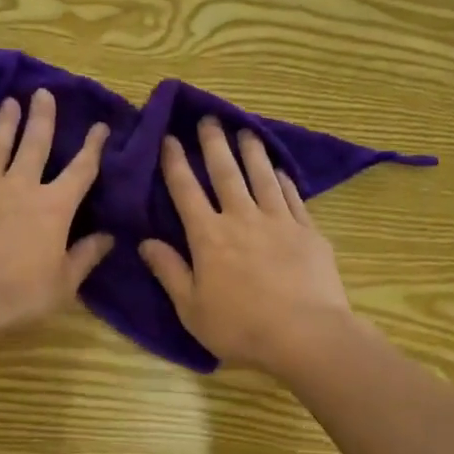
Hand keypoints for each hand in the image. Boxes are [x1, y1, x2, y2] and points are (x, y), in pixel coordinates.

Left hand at [0, 88, 112, 343]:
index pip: (80, 170)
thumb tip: (108, 236)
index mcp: (54, 208)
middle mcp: (21, 186)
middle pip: (35, 143)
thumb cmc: (15, 296)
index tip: (100, 126)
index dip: (93, 147)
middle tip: (43, 93)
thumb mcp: (61, 285)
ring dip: (5, 122)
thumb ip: (85, 257)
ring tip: (9, 102)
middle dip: (42, 117)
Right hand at [140, 117, 355, 374]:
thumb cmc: (240, 327)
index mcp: (208, 236)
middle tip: (209, 119)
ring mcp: (279, 221)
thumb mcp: (191, 309)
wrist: (305, 334)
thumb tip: (145, 242)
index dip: (175, 162)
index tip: (169, 138)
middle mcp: (241, 218)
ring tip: (245, 131)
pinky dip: (283, 180)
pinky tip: (279, 170)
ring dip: (251, 151)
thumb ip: (169, 272)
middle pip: (225, 172)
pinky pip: (292, 196)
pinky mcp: (308, 230)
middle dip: (214, 144)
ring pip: (261, 176)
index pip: (186, 190)